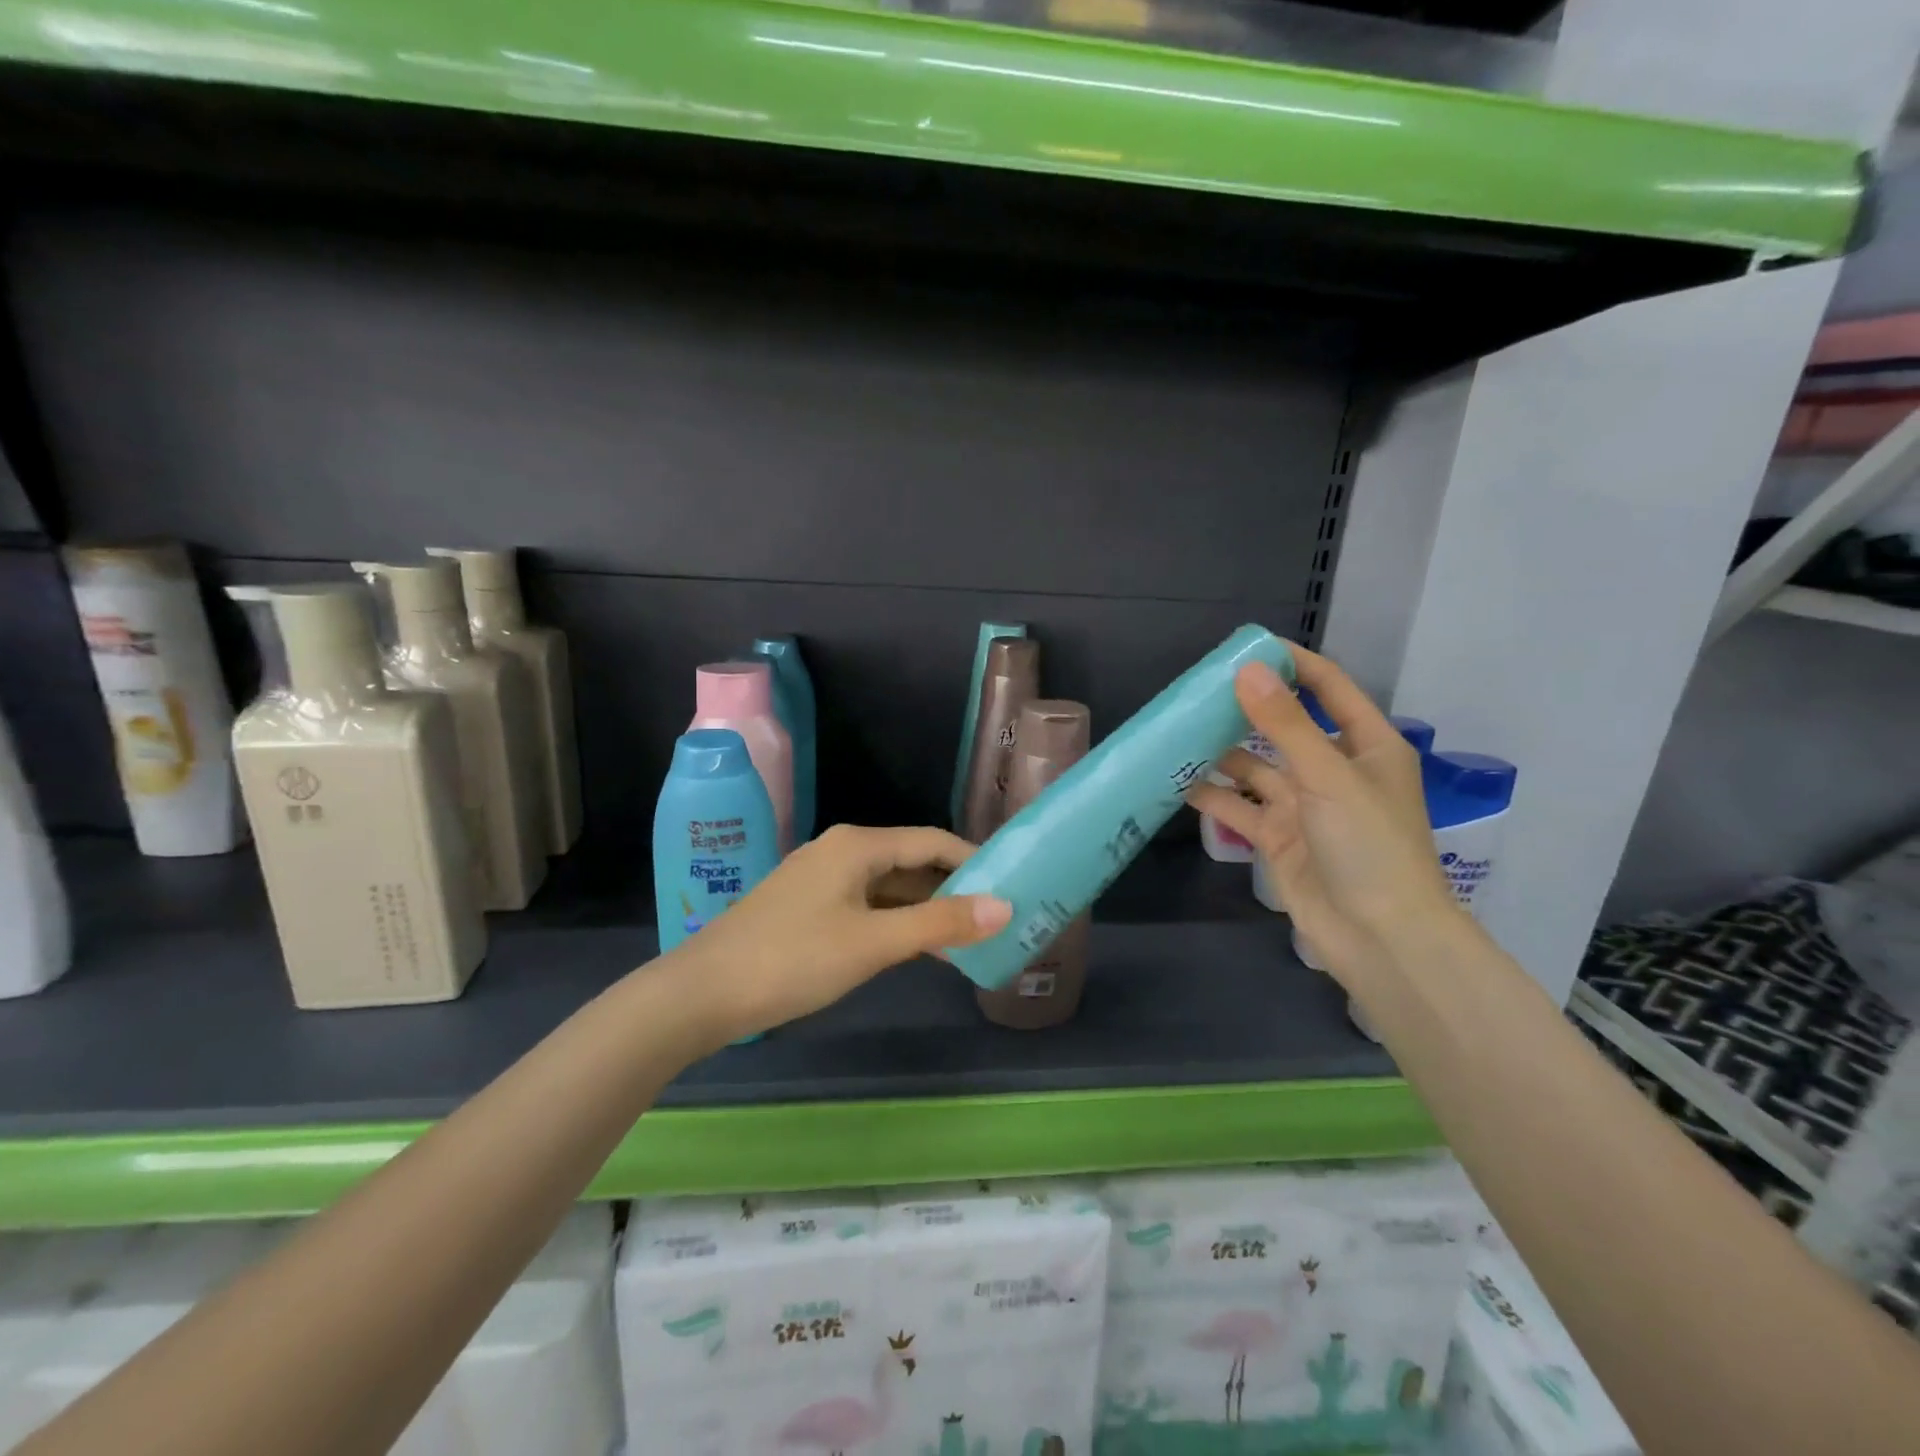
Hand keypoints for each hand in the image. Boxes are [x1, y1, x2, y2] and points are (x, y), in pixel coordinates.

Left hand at [661, 824, 1011, 1042]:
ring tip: (968, 940)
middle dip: (953, 889)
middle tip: (996, 919)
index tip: (1012, 886)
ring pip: (889, 887)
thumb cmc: (793, 959)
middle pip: (912, 861)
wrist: (702, 993)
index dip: (974, 861)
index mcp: (858, 845)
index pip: (933, 841)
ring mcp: (822, 878)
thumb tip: (1004, 907)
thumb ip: (939, 924)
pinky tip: (917, 949)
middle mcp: (842, 850)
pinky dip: (896, 923)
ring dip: (925, 910)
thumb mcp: (873, 943)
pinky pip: (867, 905)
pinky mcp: (809, 906)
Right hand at [1185, 646, 1464, 992]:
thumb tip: (1247, 671)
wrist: (1380, 938)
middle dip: (1245, 709)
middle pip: (1285, 726)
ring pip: (1255, 768)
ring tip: (1177, 732)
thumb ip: (1286, 724)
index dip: (1292, 664)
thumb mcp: (1328, 776)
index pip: (1329, 687)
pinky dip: (1211, 795)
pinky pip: (1239, 807)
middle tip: (1197, 691)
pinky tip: (1176, 781)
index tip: (1246, 647)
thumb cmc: (1370, 846)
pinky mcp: (1278, 838)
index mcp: (1366, 745)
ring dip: (1221, 753)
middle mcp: (1333, 770)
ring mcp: (1303, 806)